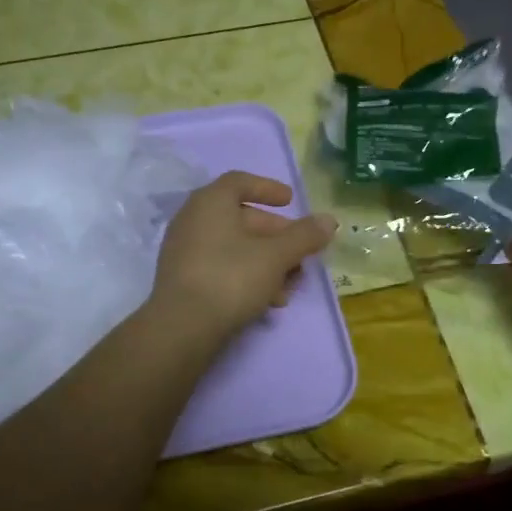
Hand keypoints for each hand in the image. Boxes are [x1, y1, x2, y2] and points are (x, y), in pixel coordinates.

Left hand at [152, 172, 336, 339]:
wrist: (182, 328)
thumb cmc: (231, 278)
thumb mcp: (276, 256)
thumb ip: (304, 236)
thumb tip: (329, 220)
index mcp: (211, 202)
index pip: (240, 182)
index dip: (268, 188)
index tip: (291, 201)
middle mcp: (193, 219)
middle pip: (242, 218)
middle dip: (277, 236)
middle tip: (301, 252)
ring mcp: (184, 250)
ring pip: (235, 247)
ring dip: (267, 261)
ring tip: (290, 285)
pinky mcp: (183, 279)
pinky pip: (222, 267)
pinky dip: (247, 275)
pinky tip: (268, 301)